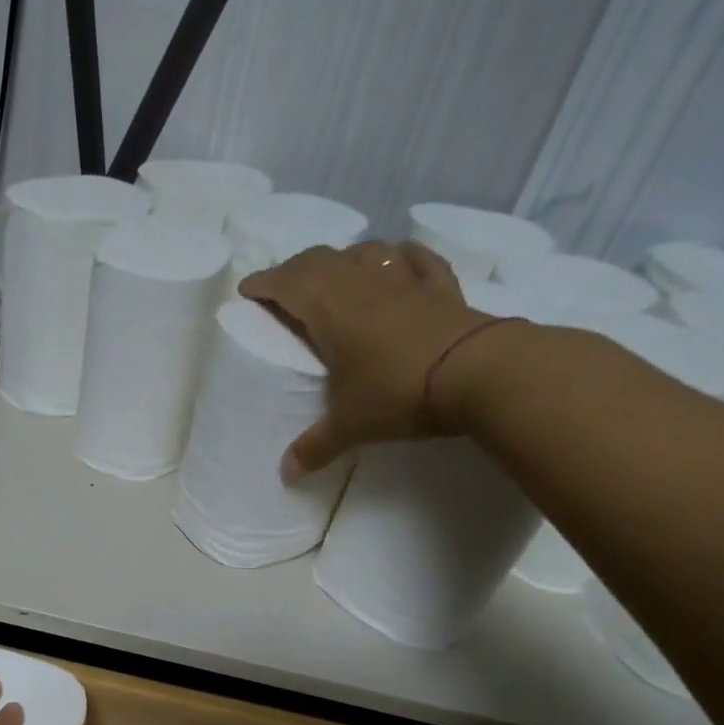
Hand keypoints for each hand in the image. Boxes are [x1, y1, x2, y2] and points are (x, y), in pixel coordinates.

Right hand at [239, 240, 489, 476]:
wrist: (477, 373)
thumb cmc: (397, 393)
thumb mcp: (350, 426)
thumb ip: (316, 447)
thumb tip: (287, 473)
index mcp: (330, 310)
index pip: (287, 283)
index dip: (264, 283)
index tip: (247, 289)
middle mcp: (362, 284)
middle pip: (320, 259)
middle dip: (295, 268)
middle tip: (282, 285)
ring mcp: (404, 280)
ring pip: (365, 251)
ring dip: (343, 258)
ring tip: (335, 273)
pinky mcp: (440, 286)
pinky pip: (415, 259)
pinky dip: (399, 256)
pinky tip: (396, 259)